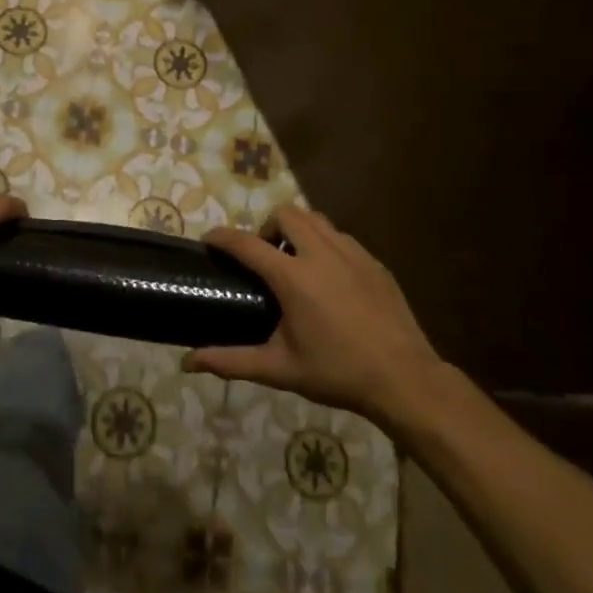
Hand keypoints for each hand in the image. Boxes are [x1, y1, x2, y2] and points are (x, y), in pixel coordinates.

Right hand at [185, 206, 447, 425]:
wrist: (404, 379)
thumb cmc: (337, 373)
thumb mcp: (280, 369)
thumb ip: (231, 361)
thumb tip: (188, 362)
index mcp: (293, 277)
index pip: (247, 243)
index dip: (222, 237)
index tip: (209, 241)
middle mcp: (321, 253)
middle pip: (286, 214)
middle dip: (267, 227)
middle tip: (263, 258)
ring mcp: (352, 253)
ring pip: (316, 220)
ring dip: (297, 230)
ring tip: (294, 262)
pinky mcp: (374, 262)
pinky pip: (341, 238)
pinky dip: (325, 244)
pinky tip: (328, 278)